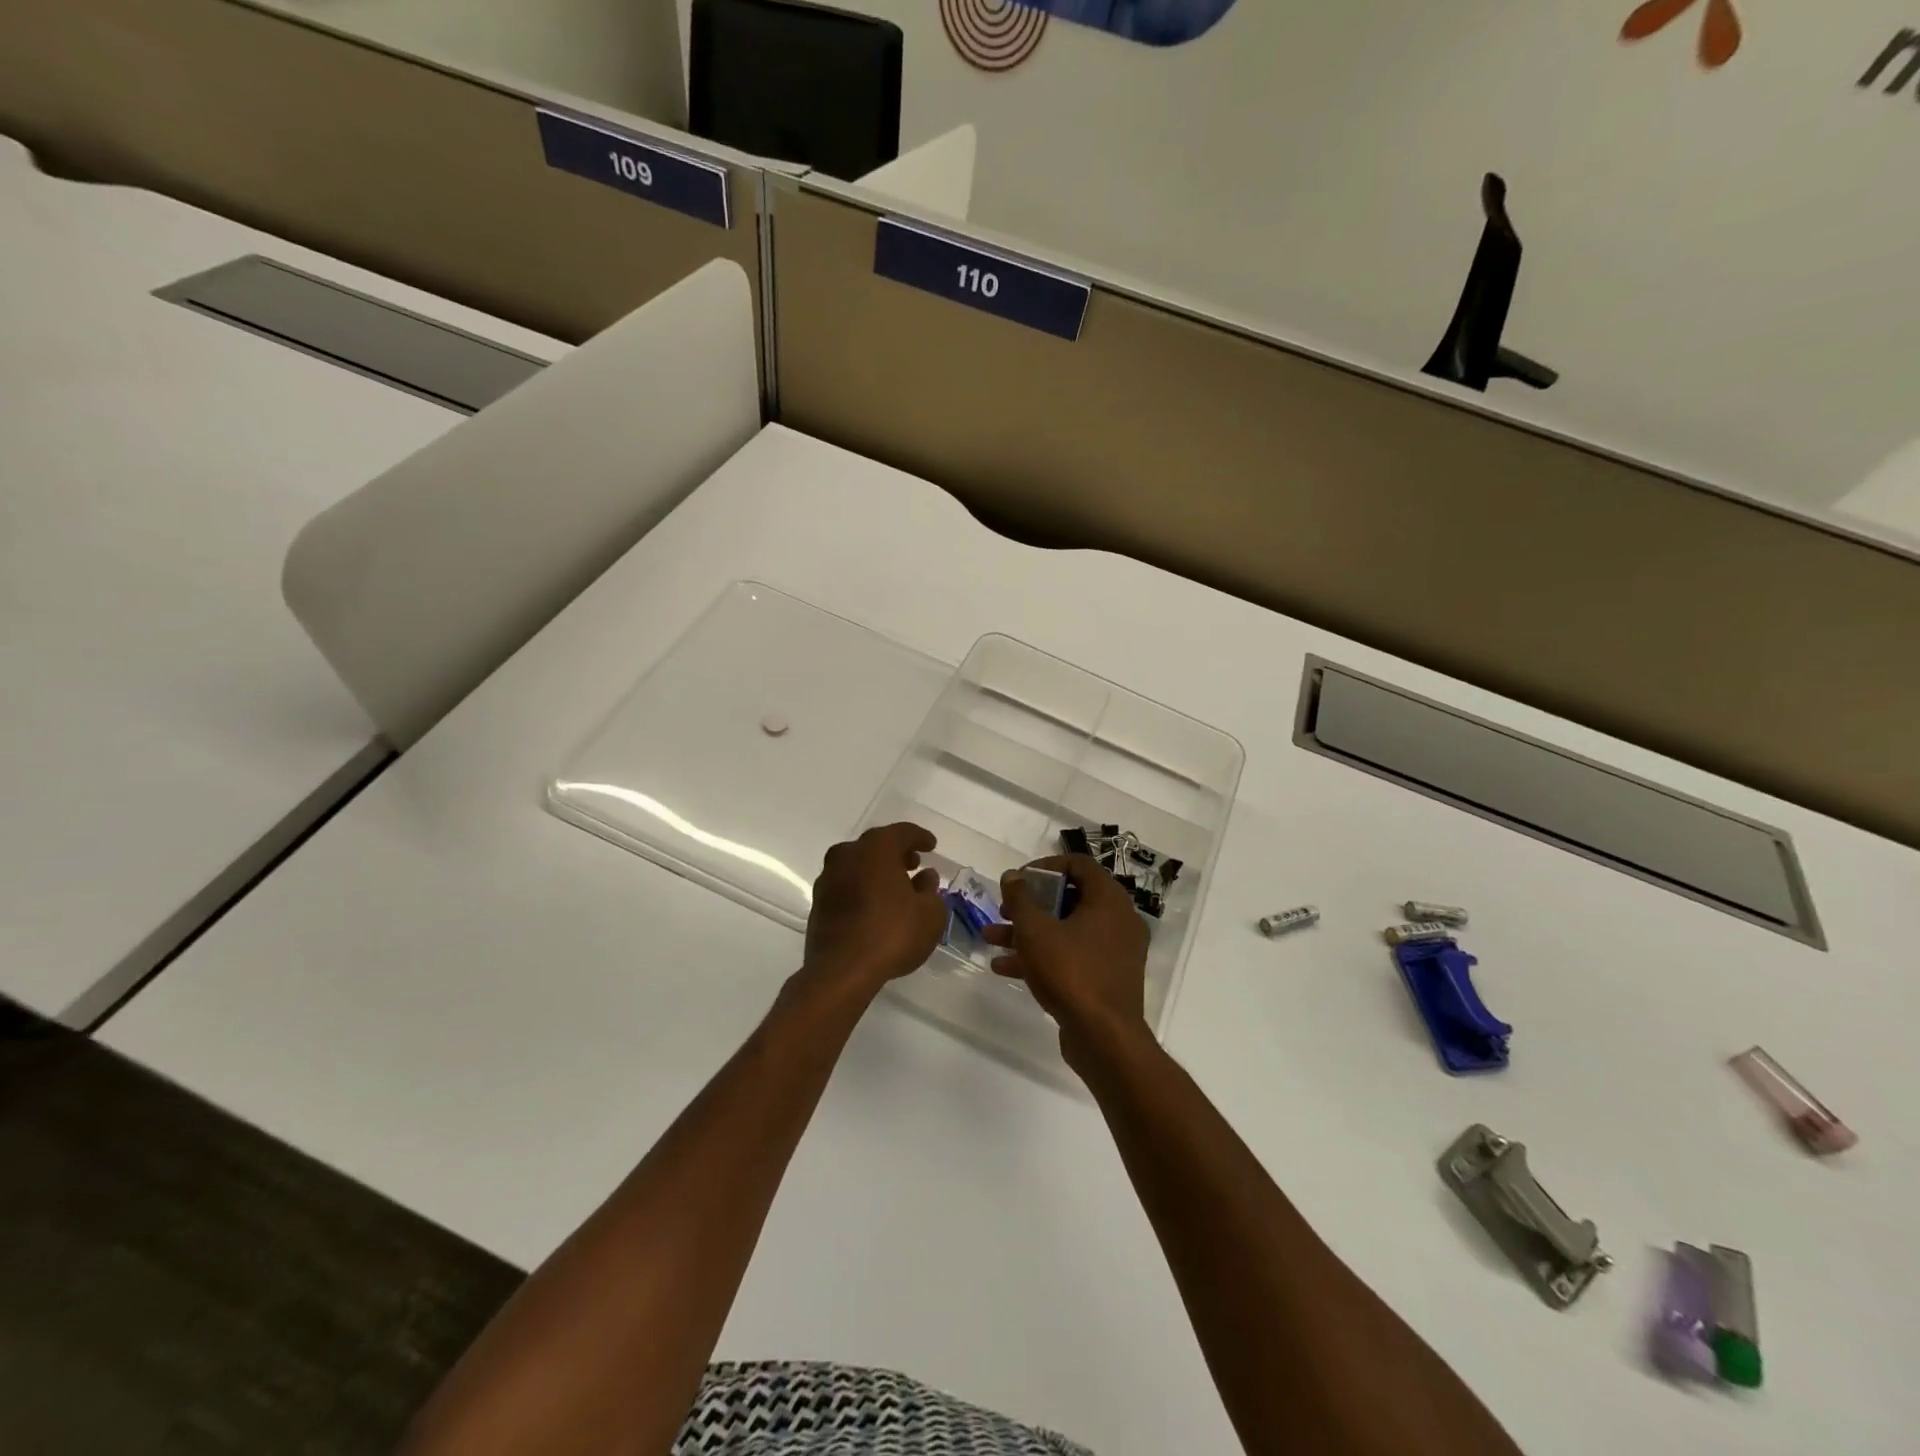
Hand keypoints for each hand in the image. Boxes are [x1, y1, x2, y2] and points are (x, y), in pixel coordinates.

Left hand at [803, 823, 948, 994]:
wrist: (841, 971)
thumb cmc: (892, 934)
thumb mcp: (929, 913)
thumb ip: (930, 889)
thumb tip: (925, 876)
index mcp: (876, 848)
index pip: (903, 832)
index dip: (920, 837)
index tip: (931, 845)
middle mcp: (848, 855)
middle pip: (876, 845)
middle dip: (897, 852)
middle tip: (914, 864)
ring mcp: (828, 878)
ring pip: (858, 864)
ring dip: (877, 871)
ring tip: (896, 887)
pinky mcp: (818, 902)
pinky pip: (846, 885)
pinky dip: (862, 888)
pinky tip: (874, 905)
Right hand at [983, 855, 1151, 1071]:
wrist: (1104, 1038)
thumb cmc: (1071, 972)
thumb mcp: (1035, 930)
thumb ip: (1020, 898)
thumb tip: (1012, 876)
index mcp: (1109, 900)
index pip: (1078, 865)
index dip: (1044, 867)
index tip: (1018, 880)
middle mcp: (1118, 920)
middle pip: (1069, 899)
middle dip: (1030, 904)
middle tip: (1003, 909)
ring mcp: (1114, 952)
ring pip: (1067, 930)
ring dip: (1028, 932)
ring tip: (991, 939)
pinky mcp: (1106, 978)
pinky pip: (1072, 956)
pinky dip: (1043, 956)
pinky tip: (1004, 967)